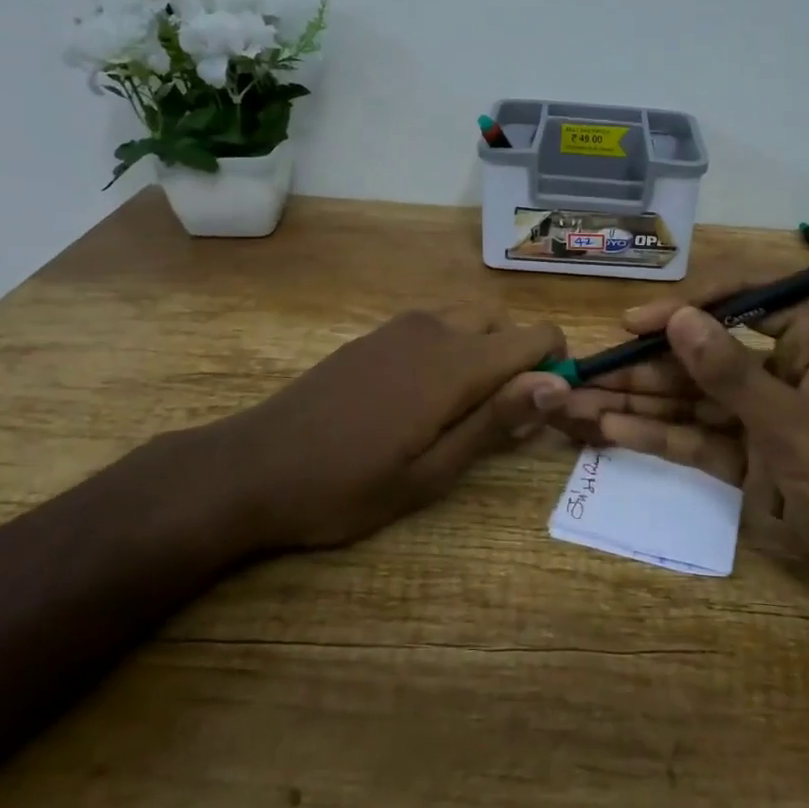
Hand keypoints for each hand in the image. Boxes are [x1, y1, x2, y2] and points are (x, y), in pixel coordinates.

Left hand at [194, 307, 568, 550]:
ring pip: (468, 322)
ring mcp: (399, 327)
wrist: (252, 467)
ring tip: (456, 414)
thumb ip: (495, 421)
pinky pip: (434, 328)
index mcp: (456, 362)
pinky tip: (416, 402)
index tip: (540, 413)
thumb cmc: (346, 485)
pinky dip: (449, 352)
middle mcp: (434, 328)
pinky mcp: (375, 336)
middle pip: (503, 324)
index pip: (537, 336)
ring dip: (482, 355)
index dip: (555, 368)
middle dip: (517, 361)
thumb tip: (556, 384)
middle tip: (496, 420)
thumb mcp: (430, 472)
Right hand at [548, 284, 808, 642]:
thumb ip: (731, 374)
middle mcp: (783, 372)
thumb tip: (678, 318)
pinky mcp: (758, 466)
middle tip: (580, 372)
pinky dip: (660, 437)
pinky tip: (610, 431)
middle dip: (643, 365)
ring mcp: (768, 421)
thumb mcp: (799, 428)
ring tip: (576, 402)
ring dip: (639, 402)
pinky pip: (701, 442)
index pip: (739, 300)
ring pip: (694, 402)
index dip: (682, 307)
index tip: (631, 324)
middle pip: (703, 357)